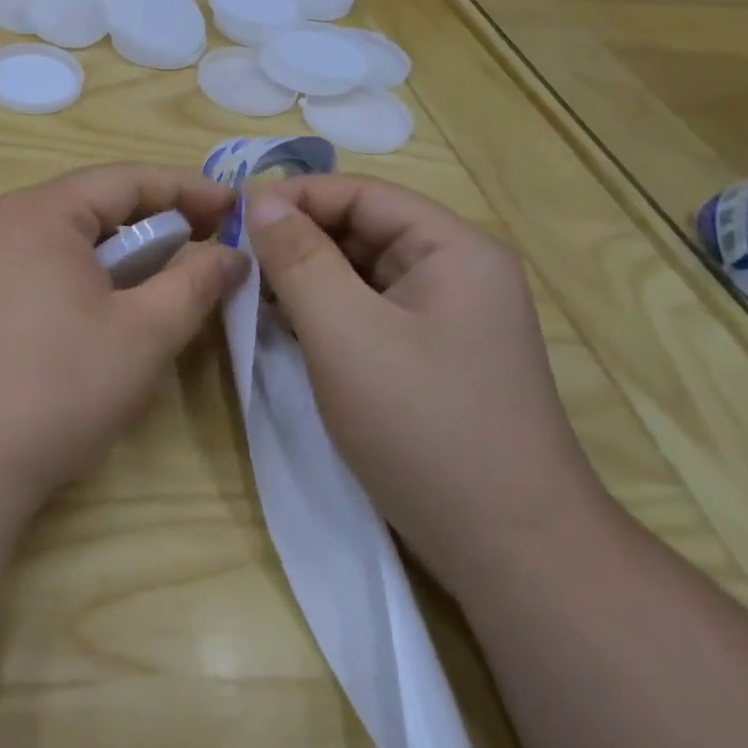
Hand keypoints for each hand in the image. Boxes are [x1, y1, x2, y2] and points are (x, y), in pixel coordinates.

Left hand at [0, 164, 247, 513]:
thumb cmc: (56, 388)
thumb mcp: (143, 334)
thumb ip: (194, 284)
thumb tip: (231, 255)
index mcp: (40, 211)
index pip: (126, 179)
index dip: (187, 188)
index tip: (235, 205)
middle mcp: (1, 222)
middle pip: (92, 206)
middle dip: (154, 222)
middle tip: (206, 244)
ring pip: (64, 240)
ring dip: (118, 254)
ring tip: (160, 281)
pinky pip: (37, 269)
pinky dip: (81, 279)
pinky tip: (101, 314)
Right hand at [245, 175, 609, 593]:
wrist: (512, 554)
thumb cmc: (424, 428)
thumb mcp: (345, 333)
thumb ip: (298, 259)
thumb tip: (259, 200)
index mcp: (453, 249)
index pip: (362, 193)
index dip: (296, 197)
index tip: (235, 217)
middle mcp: (458, 271)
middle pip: (362, 229)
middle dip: (297, 239)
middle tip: (236, 259)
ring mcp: (448, 316)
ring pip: (361, 271)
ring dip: (306, 277)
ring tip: (252, 293)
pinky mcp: (433, 355)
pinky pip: (368, 310)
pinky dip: (325, 311)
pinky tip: (285, 327)